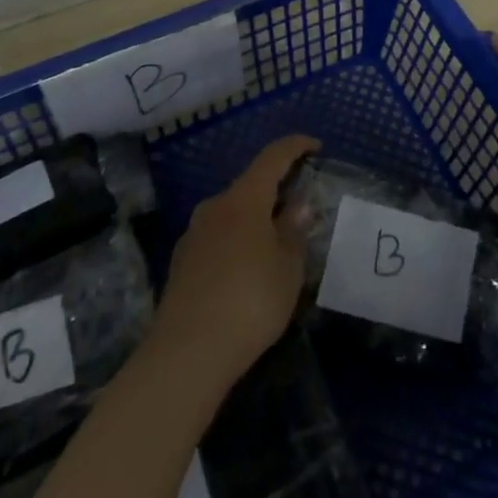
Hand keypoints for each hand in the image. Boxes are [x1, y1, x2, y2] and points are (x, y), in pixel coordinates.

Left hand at [153, 133, 315, 383]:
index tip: (315, 146)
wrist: (187, 351)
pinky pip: (218, 238)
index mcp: (243, 199)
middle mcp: (215, 206)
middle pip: (250, 186)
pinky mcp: (182, 262)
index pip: (272, 157)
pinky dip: (238, 242)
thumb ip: (293, 231)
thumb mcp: (287, 268)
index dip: (295, 147)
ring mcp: (193, 234)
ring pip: (232, 214)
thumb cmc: (250, 301)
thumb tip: (297, 205)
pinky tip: (248, 271)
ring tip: (277, 245)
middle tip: (301, 209)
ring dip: (256, 220)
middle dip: (276, 191)